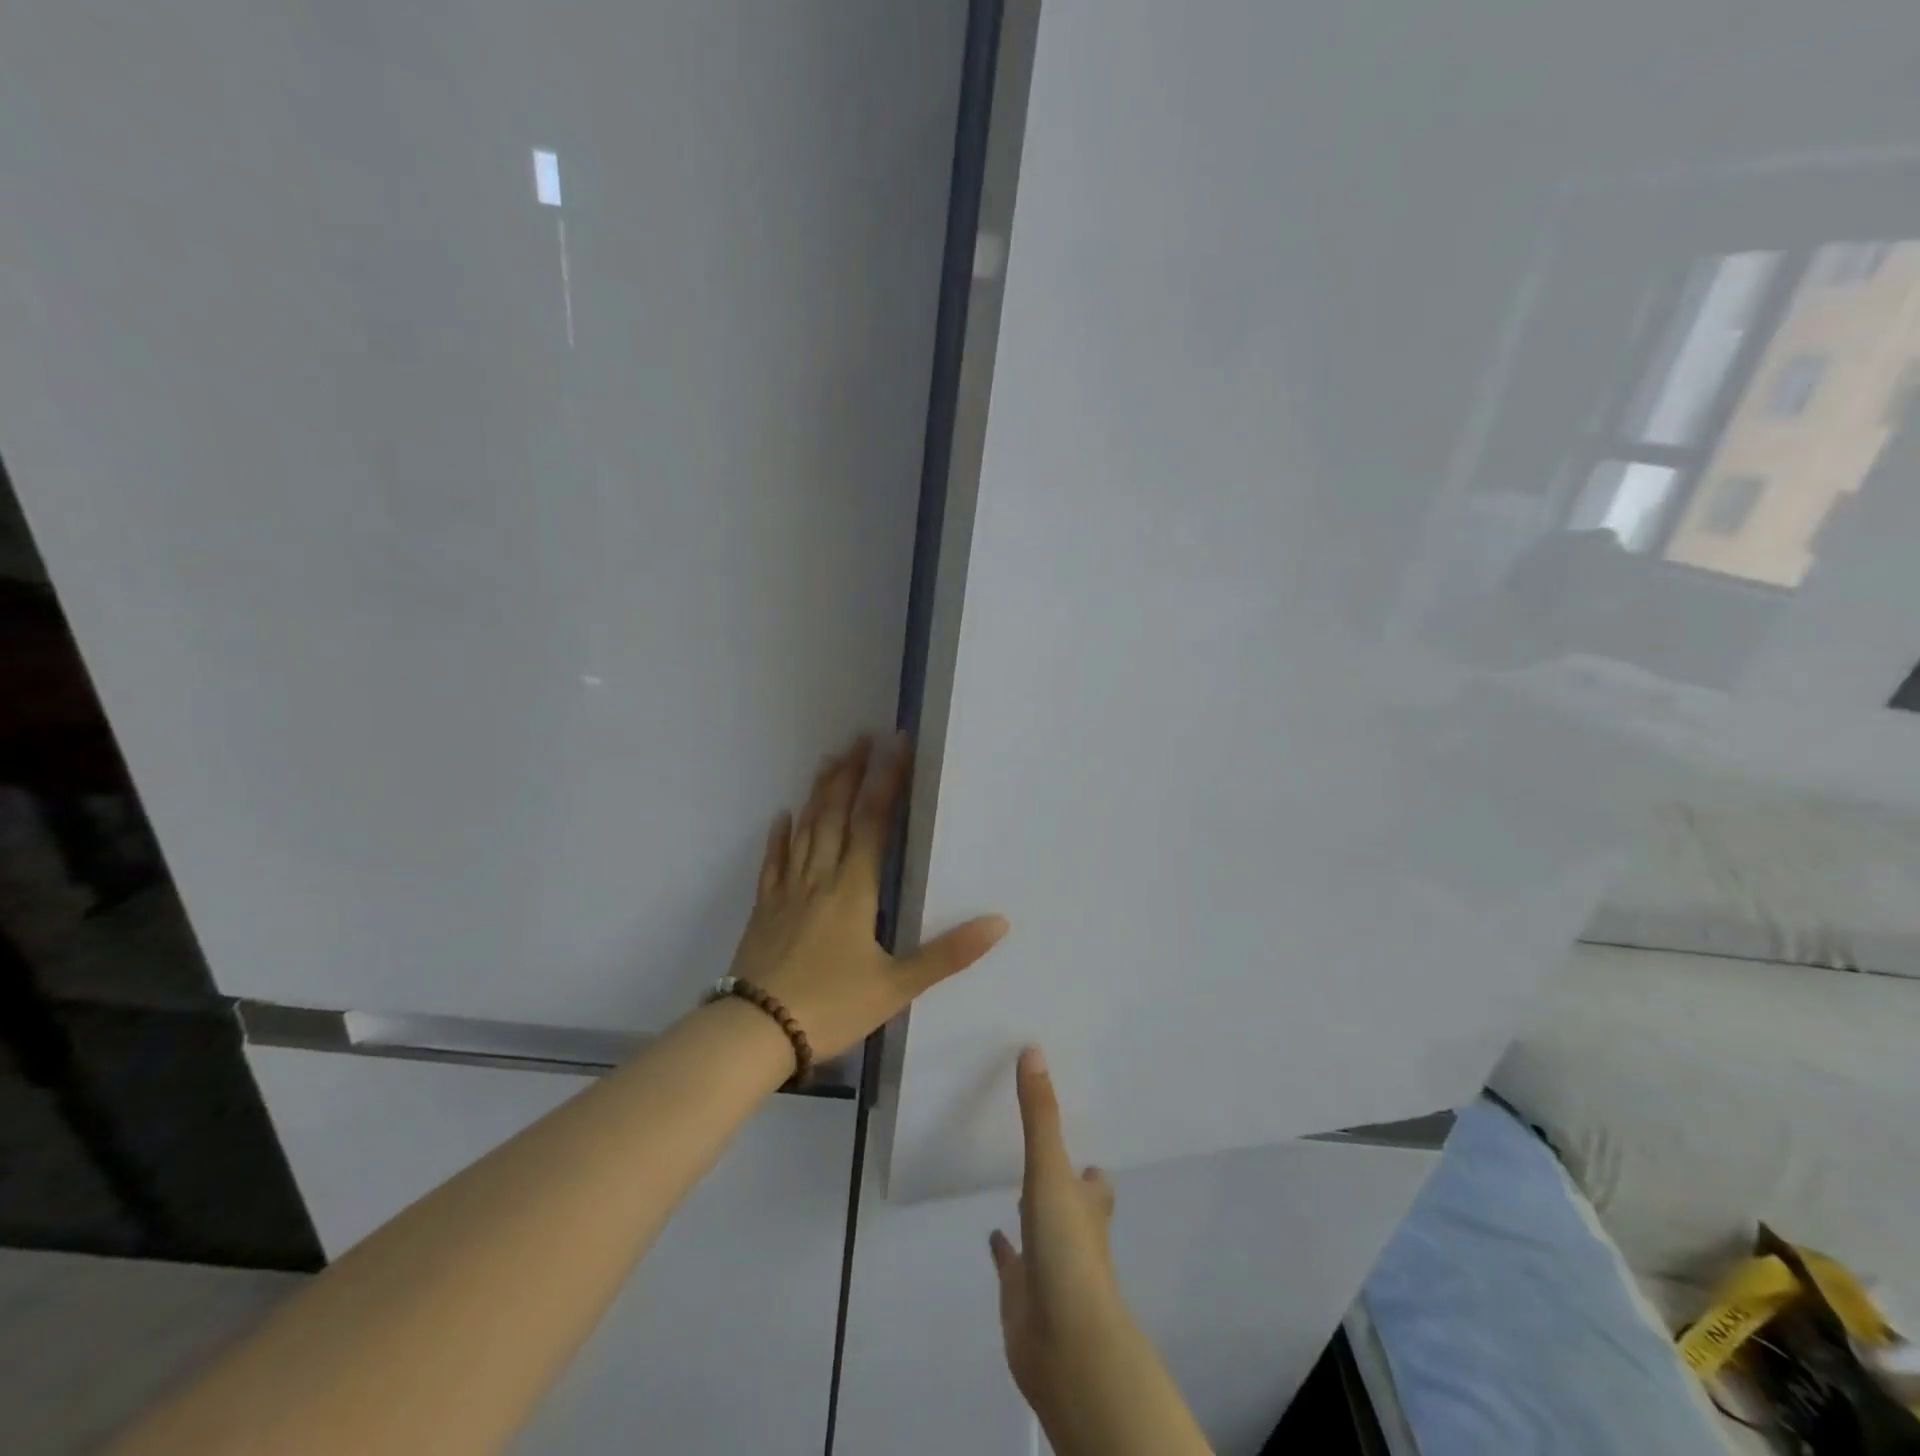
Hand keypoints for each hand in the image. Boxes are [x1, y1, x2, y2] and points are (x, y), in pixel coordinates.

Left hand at [727, 733, 1008, 1061]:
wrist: (756, 1031)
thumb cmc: (831, 1006)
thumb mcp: (897, 986)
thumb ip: (948, 953)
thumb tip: (999, 923)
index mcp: (854, 889)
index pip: (874, 822)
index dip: (887, 782)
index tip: (895, 746)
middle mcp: (820, 878)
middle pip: (835, 815)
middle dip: (850, 774)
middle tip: (860, 738)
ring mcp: (787, 891)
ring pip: (804, 830)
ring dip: (818, 794)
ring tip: (829, 761)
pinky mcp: (764, 909)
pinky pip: (773, 863)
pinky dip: (779, 837)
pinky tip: (781, 817)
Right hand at [989, 1049, 1213, 1455]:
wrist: (1065, 1343)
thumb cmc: (1067, 1250)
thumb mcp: (1051, 1171)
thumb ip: (1039, 1114)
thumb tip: (1033, 1050)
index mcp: (1087, 1204)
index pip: (1095, 1180)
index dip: (1088, 1166)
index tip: (1074, 1138)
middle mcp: (1074, 1232)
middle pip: (1072, 1202)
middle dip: (1061, 1182)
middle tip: (1039, 1150)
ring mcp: (1049, 1265)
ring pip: (1043, 1230)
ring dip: (1034, 1211)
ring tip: (1013, 1184)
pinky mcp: (1023, 1294)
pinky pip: (1013, 1265)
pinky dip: (1005, 1251)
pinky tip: (992, 1236)